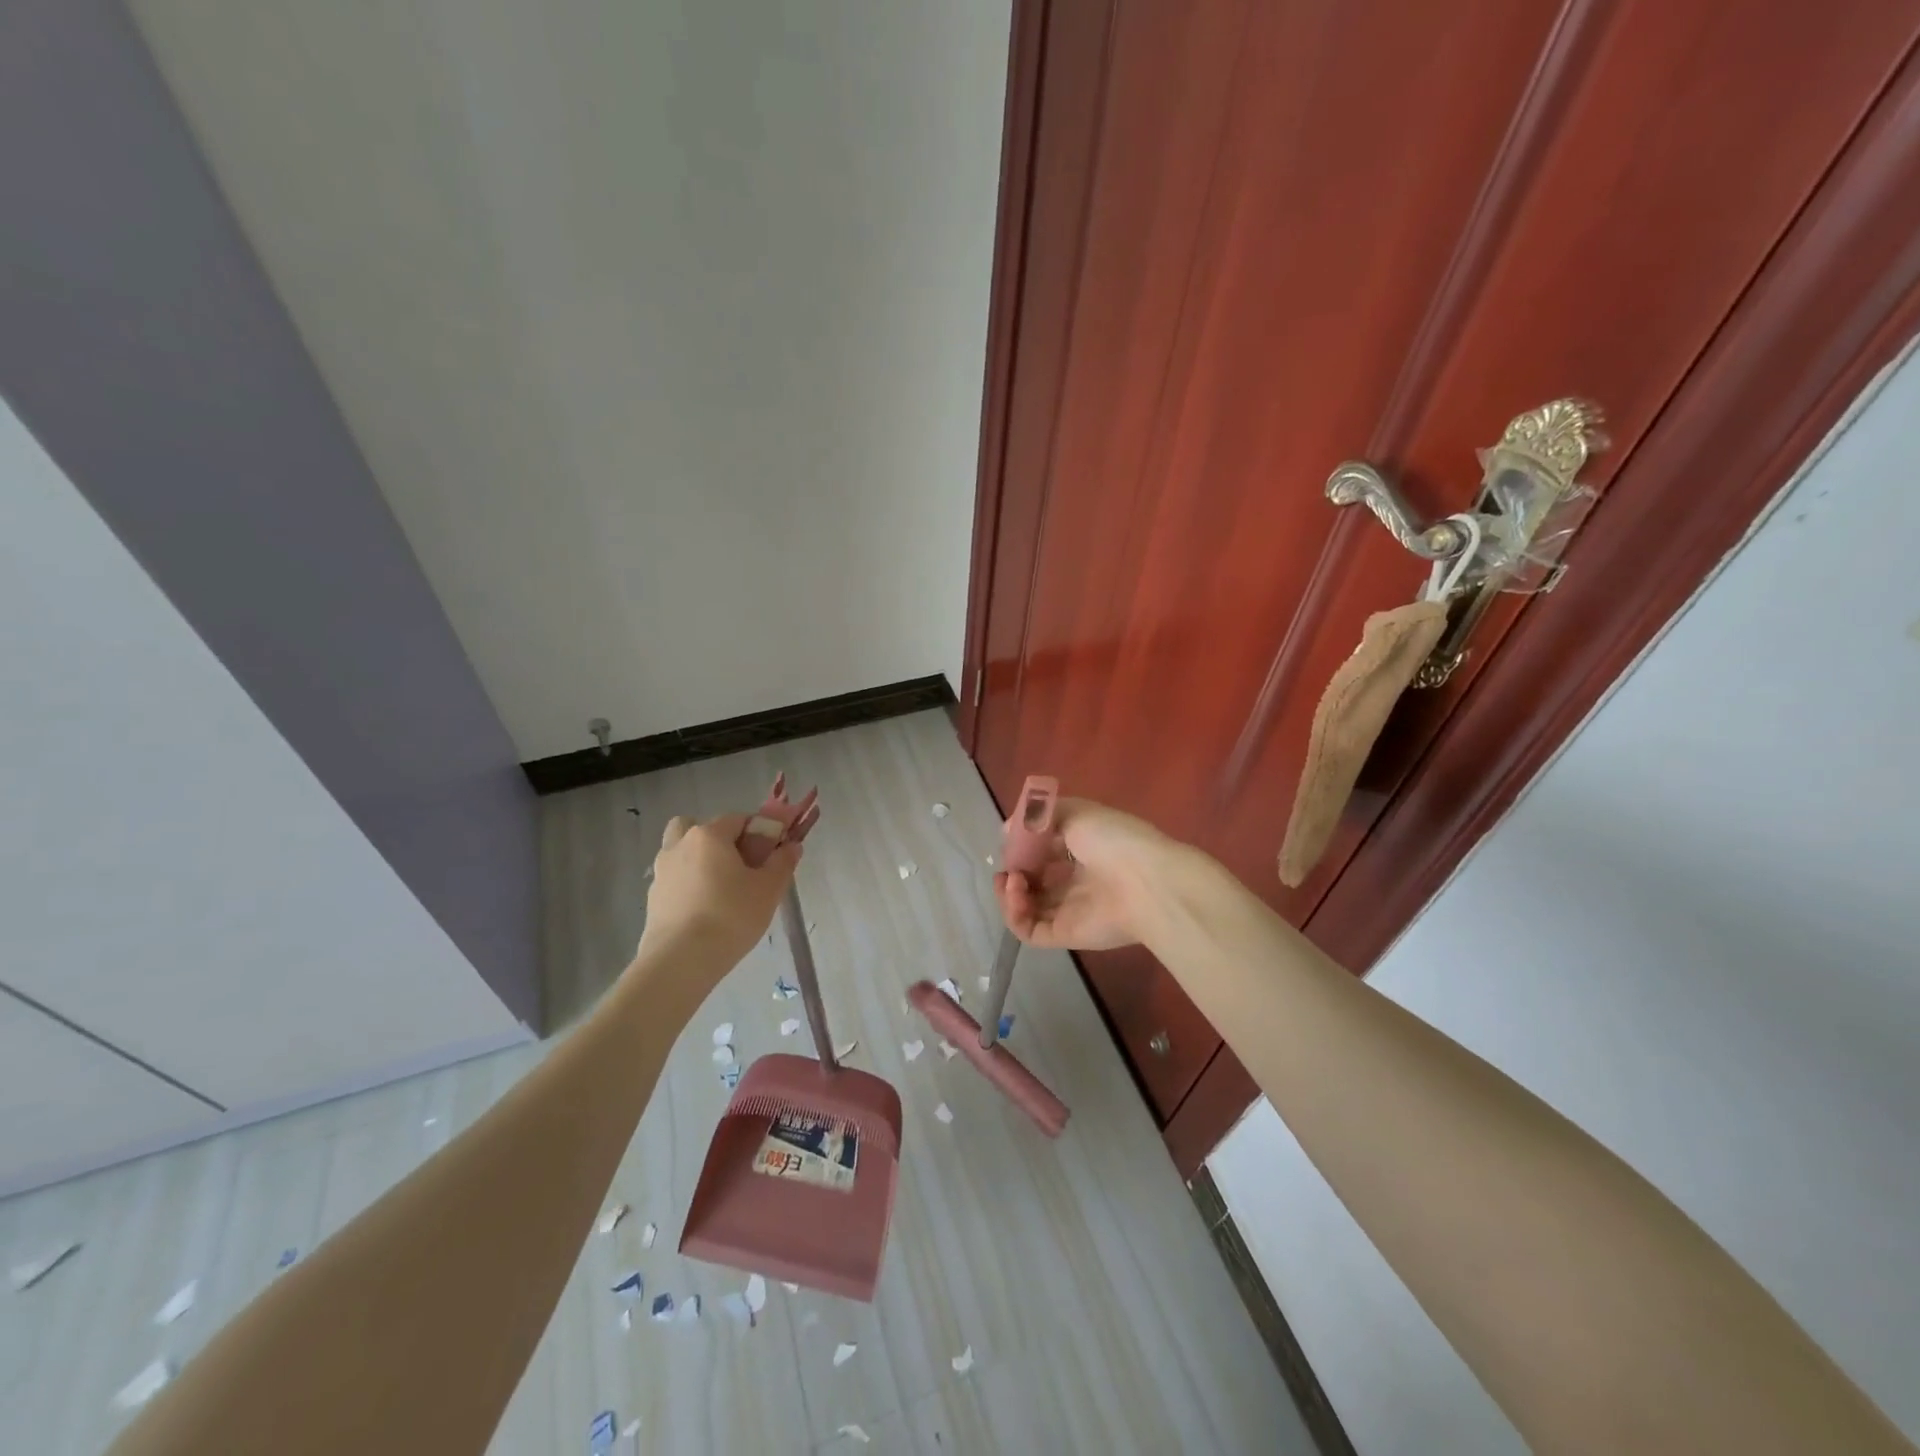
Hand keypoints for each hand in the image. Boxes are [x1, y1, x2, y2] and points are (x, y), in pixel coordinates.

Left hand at [638, 813, 799, 975]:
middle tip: (738, 865)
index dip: (759, 833)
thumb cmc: (730, 916)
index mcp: (709, 835)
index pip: (739, 819)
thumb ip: (782, 863)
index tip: (770, 855)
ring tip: (719, 889)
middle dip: (719, 839)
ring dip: (699, 860)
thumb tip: (791, 846)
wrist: (680, 961)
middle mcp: (680, 845)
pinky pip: (675, 878)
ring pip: (682, 851)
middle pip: (700, 828)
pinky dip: (688, 884)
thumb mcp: (768, 889)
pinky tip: (704, 910)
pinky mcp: (653, 898)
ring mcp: (661, 871)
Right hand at [993, 797, 1170, 951]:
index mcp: (1085, 851)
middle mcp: (1077, 881)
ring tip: (1011, 881)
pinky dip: (1014, 914)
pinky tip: (1015, 894)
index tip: (1012, 840)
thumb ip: (1039, 816)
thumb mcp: (1077, 812)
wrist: (1146, 883)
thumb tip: (1008, 830)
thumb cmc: (1113, 840)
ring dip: (1009, 893)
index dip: (1024, 847)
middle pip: (1035, 881)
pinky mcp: (1065, 934)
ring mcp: (1070, 910)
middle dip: (1014, 872)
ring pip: (1028, 908)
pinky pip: (1030, 930)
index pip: (1046, 851)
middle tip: (1008, 865)